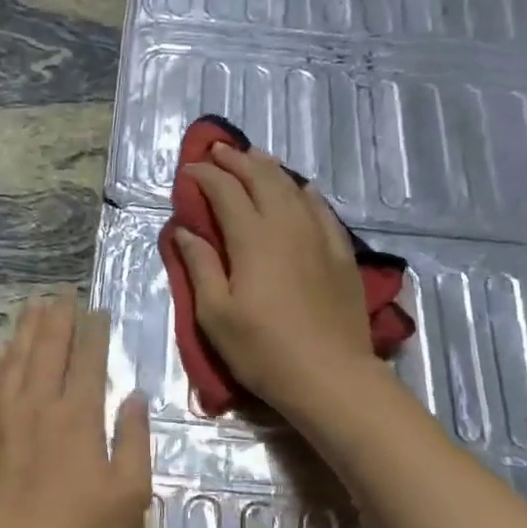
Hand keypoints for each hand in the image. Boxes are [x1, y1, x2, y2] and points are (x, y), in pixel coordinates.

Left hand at [0, 296, 151, 527]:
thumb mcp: (129, 496)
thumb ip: (133, 439)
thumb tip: (133, 396)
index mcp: (77, 418)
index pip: (87, 360)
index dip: (93, 331)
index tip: (96, 310)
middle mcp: (36, 407)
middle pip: (45, 350)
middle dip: (55, 318)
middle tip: (60, 293)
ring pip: (11, 363)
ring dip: (23, 332)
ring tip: (31, 307)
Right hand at [172, 144, 376, 420]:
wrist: (330, 375)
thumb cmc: (262, 350)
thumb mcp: (215, 315)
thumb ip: (200, 267)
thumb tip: (185, 231)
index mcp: (252, 238)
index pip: (225, 192)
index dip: (204, 177)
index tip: (188, 171)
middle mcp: (287, 226)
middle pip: (261, 179)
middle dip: (236, 161)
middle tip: (217, 151)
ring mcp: (319, 237)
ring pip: (293, 188)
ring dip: (269, 169)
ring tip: (254, 158)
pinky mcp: (341, 254)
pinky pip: (322, 210)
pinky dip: (305, 193)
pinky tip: (302, 189)